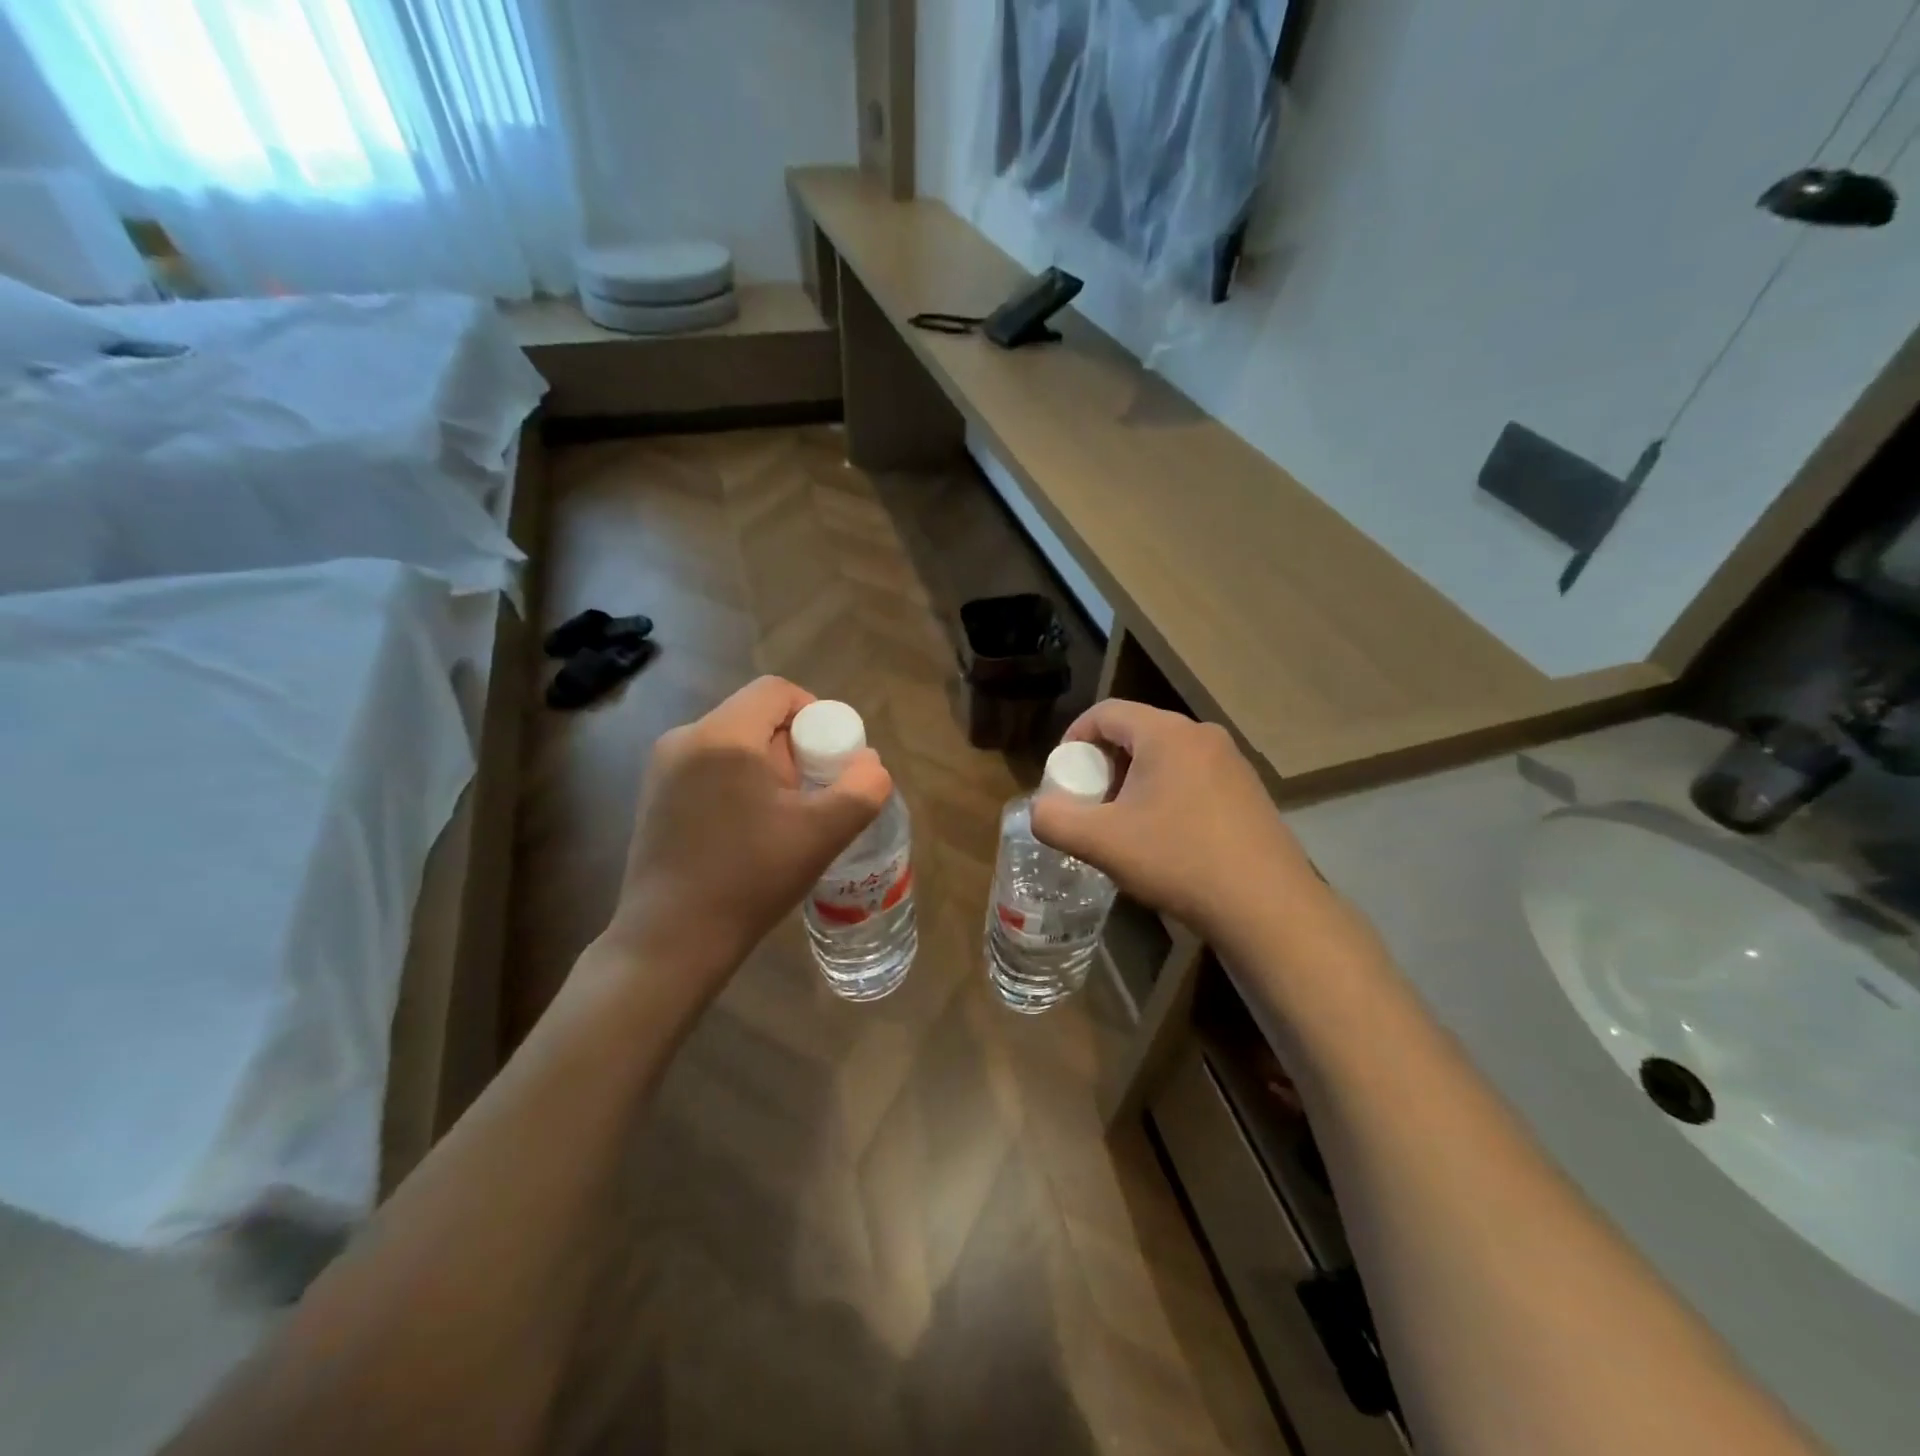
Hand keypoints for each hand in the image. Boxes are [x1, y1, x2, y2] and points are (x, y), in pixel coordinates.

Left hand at [601, 676, 891, 994]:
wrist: (671, 942)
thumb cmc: (749, 879)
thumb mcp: (822, 834)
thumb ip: (861, 789)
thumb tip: (869, 762)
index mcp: (722, 736)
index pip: (776, 691)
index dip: (816, 713)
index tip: (833, 758)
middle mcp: (684, 739)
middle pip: (755, 716)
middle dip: (794, 747)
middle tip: (812, 795)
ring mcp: (662, 768)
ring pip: (733, 743)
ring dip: (768, 768)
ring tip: (784, 818)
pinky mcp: (654, 796)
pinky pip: (710, 767)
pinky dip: (740, 783)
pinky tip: (749, 831)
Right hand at [1030, 700, 1325, 942]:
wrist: (1266, 906)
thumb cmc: (1178, 860)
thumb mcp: (1102, 842)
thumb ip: (1055, 820)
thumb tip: (1041, 810)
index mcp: (1167, 733)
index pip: (1106, 712)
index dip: (1073, 737)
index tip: (1061, 775)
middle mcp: (1202, 735)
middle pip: (1135, 732)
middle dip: (1103, 763)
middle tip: (1089, 803)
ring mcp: (1231, 762)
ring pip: (1165, 756)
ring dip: (1134, 781)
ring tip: (1123, 823)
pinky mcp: (1248, 791)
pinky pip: (1192, 776)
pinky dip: (1165, 794)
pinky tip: (1165, 837)